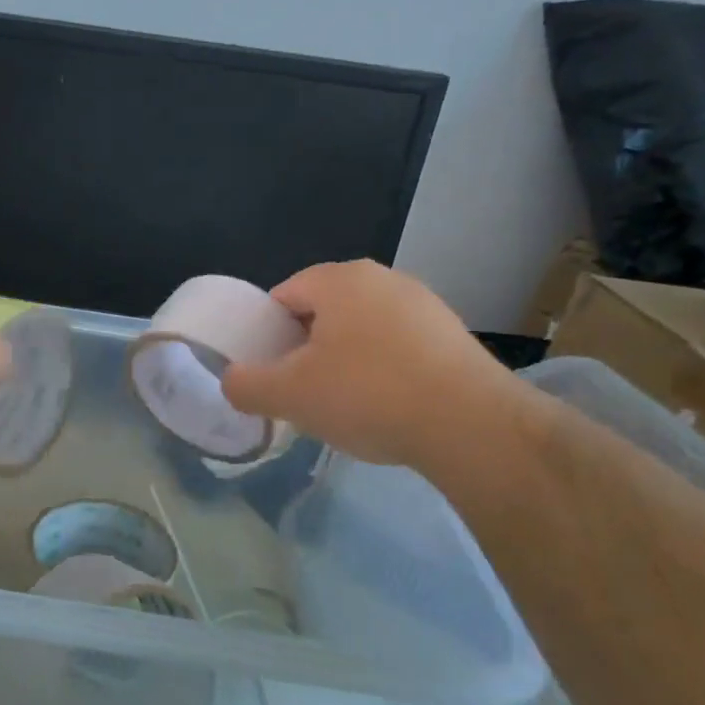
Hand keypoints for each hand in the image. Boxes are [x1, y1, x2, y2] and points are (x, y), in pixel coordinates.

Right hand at [221, 260, 526, 467]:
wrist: (472, 426)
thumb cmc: (368, 395)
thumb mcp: (288, 395)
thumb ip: (245, 385)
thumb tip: (233, 381)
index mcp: (339, 279)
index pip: (282, 296)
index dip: (266, 335)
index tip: (270, 374)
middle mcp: (383, 279)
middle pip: (322, 313)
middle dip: (305, 351)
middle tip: (302, 394)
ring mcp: (423, 304)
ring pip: (360, 331)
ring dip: (344, 363)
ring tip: (346, 406)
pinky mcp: (452, 335)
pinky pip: (397, 348)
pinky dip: (382, 372)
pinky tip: (387, 407)